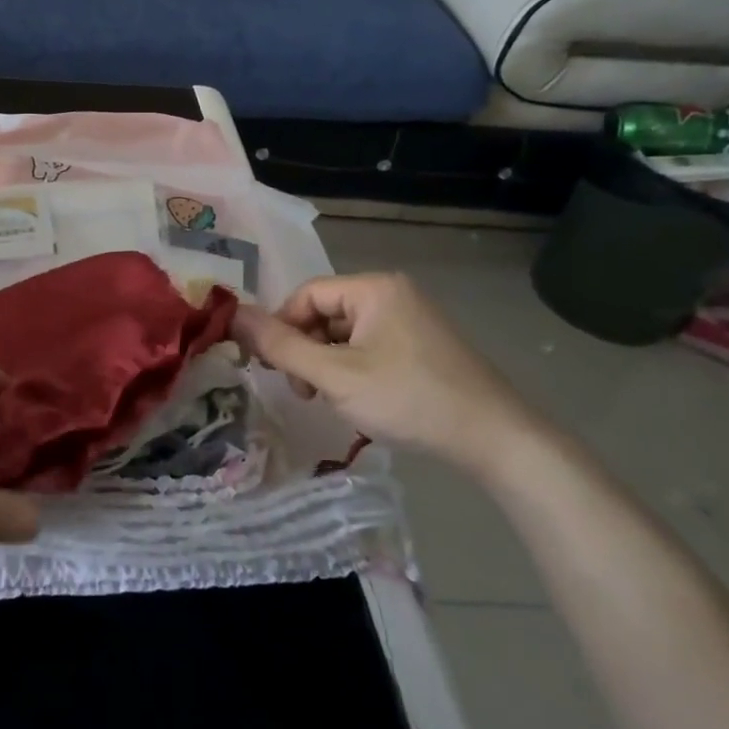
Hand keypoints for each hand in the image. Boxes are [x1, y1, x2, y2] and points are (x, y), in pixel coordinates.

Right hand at [234, 273, 541, 474]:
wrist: (496, 439)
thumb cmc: (409, 399)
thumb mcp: (335, 375)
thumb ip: (281, 346)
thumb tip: (232, 315)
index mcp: (373, 288)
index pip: (305, 295)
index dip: (281, 328)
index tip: (274, 368)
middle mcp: (392, 293)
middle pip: (324, 313)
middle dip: (306, 350)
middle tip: (304, 392)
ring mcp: (411, 319)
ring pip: (344, 334)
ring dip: (326, 364)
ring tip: (330, 400)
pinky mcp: (422, 345)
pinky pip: (369, 347)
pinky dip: (352, 370)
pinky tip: (358, 400)